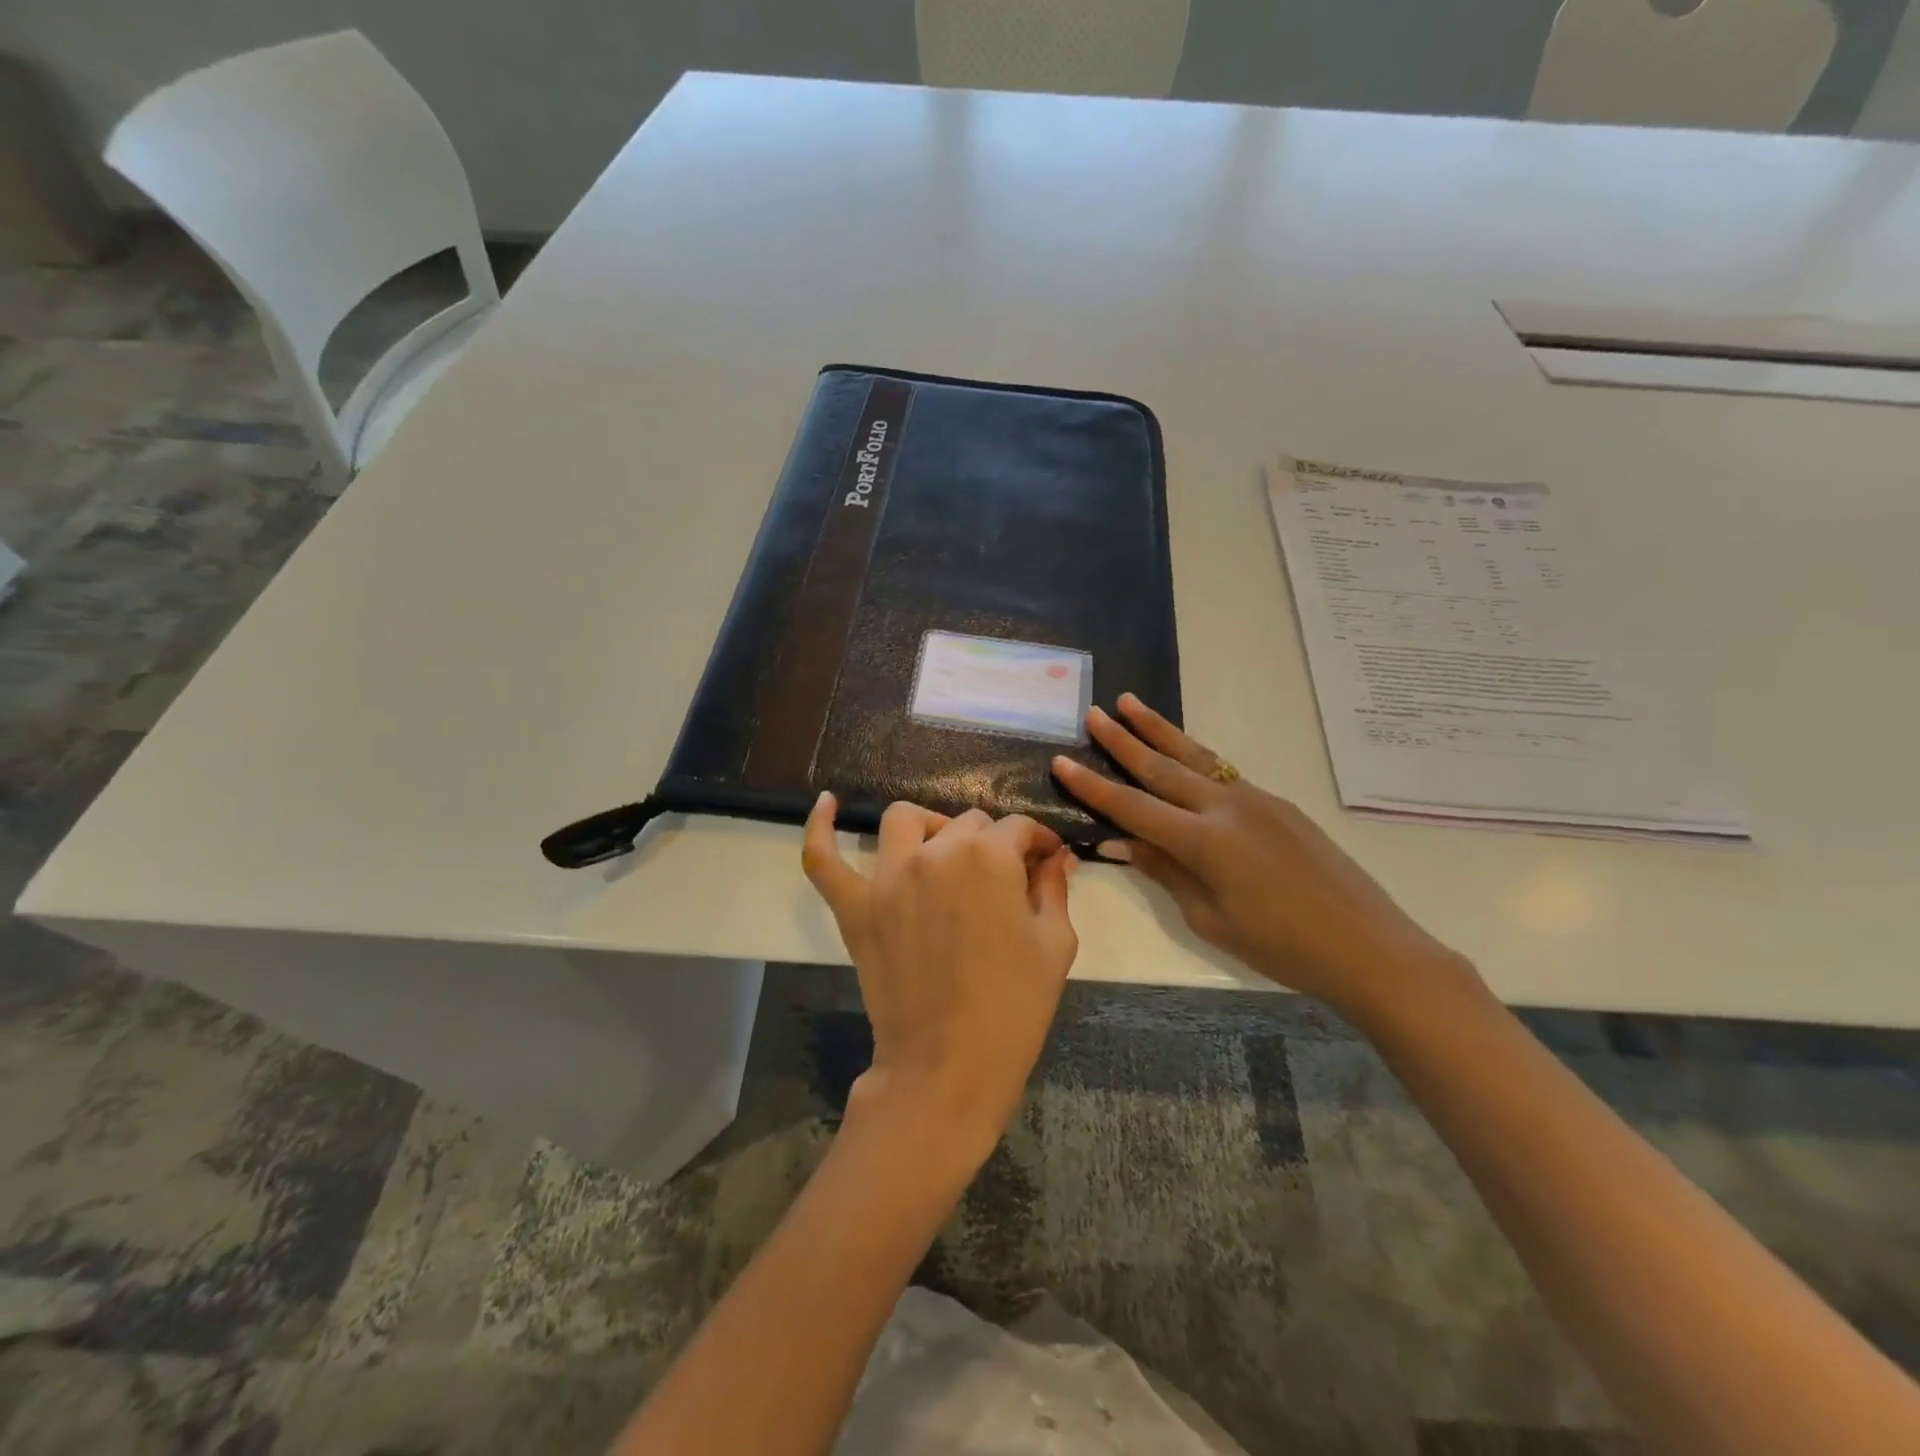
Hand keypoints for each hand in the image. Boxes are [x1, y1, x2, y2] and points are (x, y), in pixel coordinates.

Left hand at [802, 793, 1079, 1164]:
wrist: (949, 1068)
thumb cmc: (1014, 1008)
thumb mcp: (1054, 945)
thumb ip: (1053, 888)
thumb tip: (1056, 857)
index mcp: (989, 856)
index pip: (1018, 829)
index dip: (1039, 843)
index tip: (1047, 862)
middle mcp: (936, 852)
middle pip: (967, 824)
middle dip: (993, 844)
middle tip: (1005, 878)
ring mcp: (888, 877)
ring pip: (905, 821)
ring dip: (930, 827)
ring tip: (942, 850)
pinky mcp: (855, 906)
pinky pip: (824, 859)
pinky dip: (820, 828)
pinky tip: (827, 804)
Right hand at [1050, 695, 1474, 1019]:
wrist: (1367, 944)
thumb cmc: (1282, 946)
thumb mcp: (1211, 917)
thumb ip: (1165, 871)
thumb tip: (1120, 843)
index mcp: (1205, 842)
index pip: (1133, 807)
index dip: (1093, 786)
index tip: (1061, 761)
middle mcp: (1226, 807)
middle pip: (1162, 767)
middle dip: (1123, 740)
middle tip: (1093, 713)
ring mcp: (1255, 799)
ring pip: (1195, 757)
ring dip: (1158, 730)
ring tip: (1130, 703)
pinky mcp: (1276, 803)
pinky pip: (1222, 771)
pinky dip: (1192, 755)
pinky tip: (1179, 751)